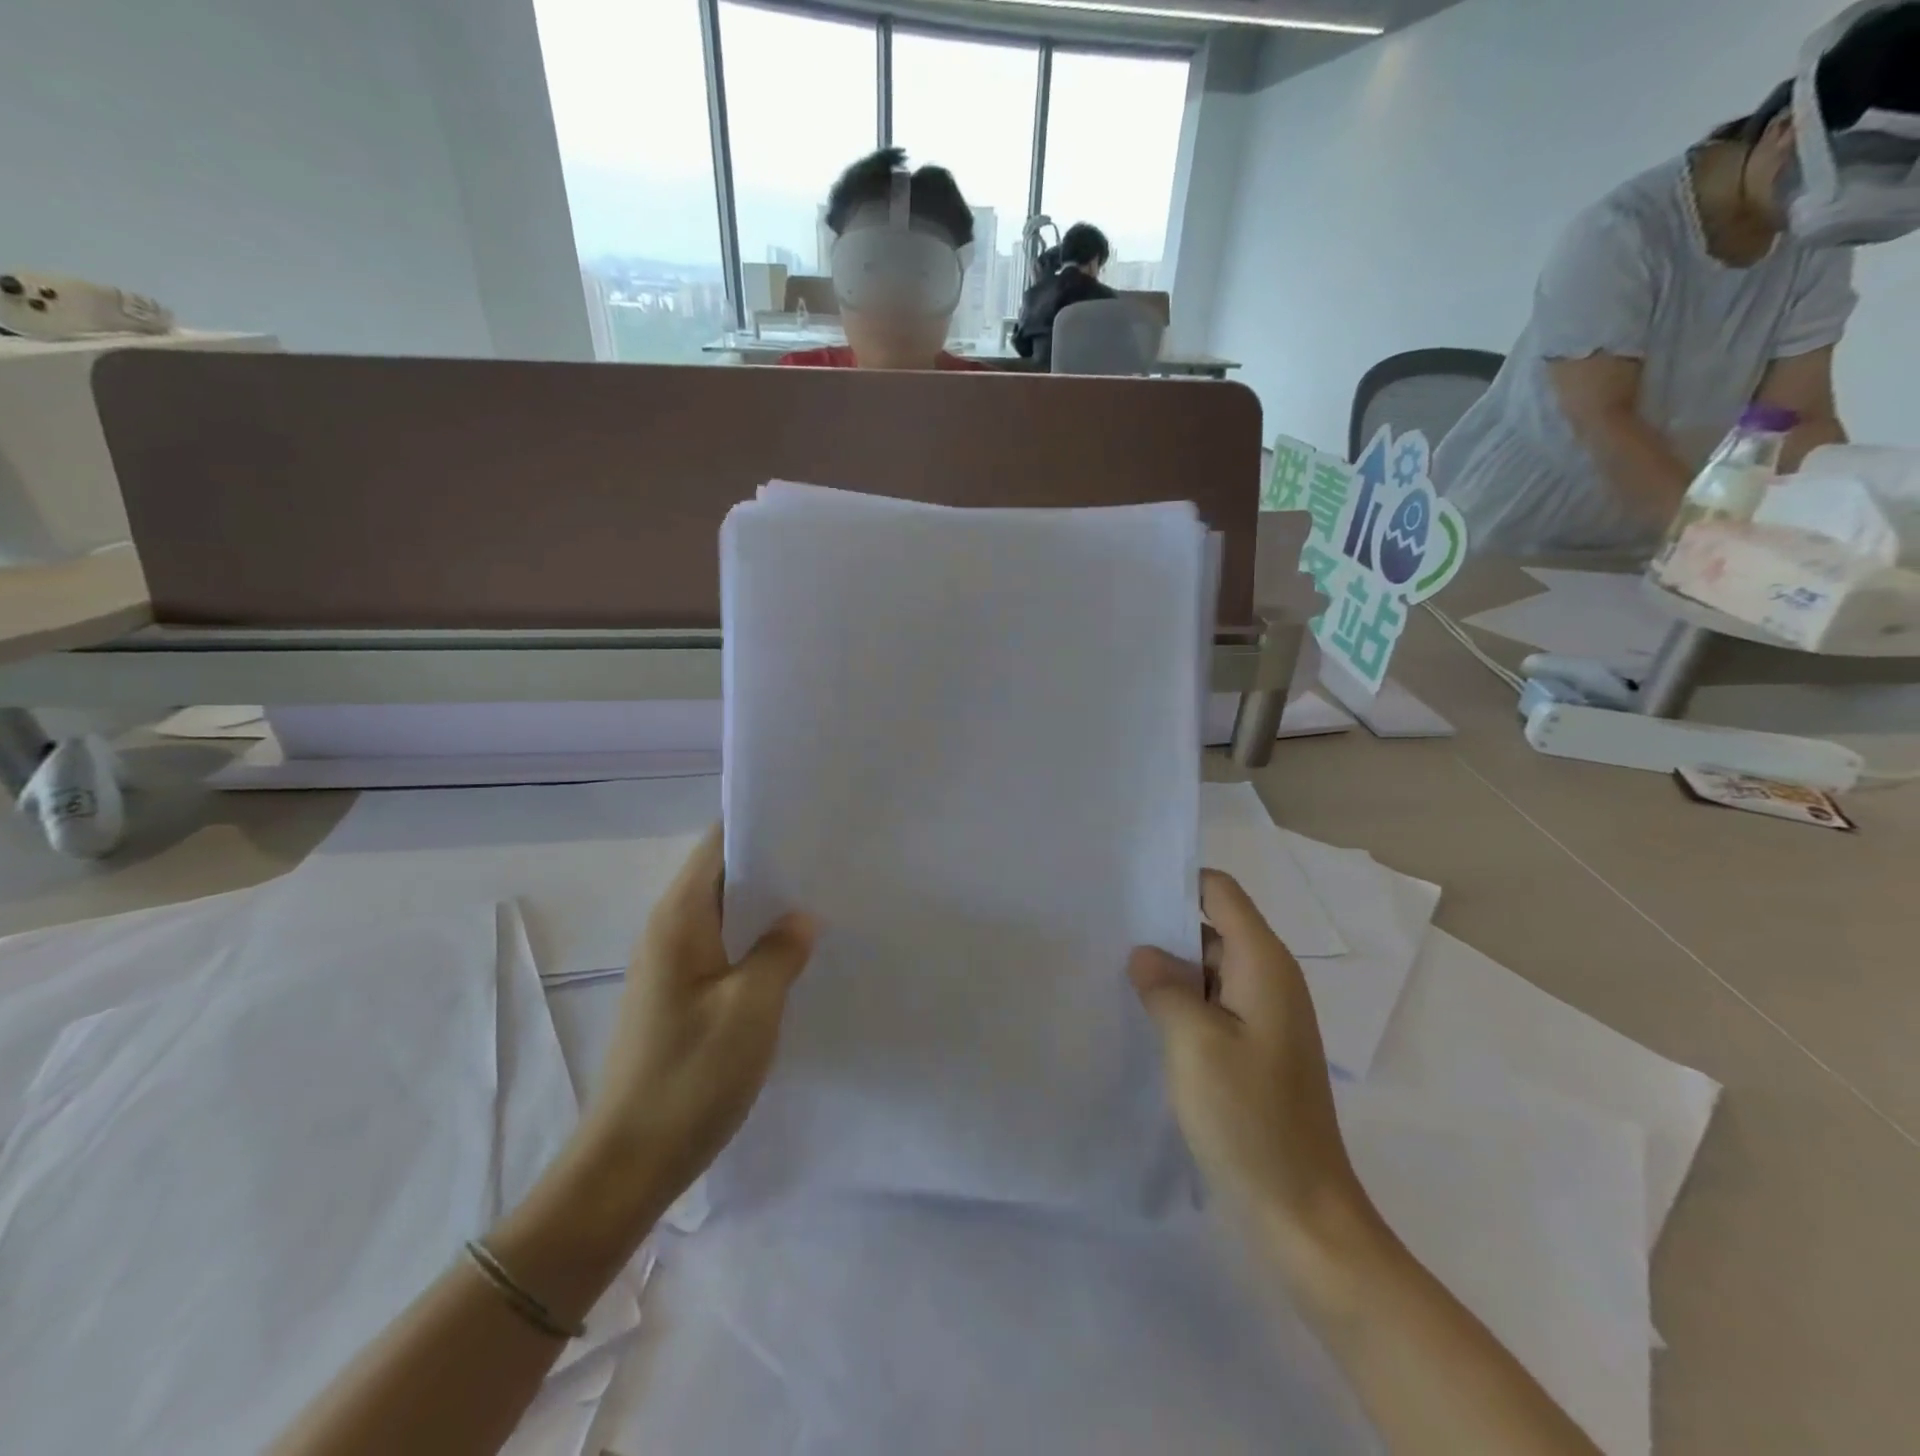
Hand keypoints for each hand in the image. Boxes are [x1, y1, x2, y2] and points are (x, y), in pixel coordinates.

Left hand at [575, 824, 815, 1218]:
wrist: (628, 1164)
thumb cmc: (690, 1077)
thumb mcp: (752, 1007)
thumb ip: (781, 950)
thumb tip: (803, 916)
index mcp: (679, 917)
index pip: (719, 843)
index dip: (763, 824)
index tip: (813, 820)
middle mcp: (669, 929)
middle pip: (723, 873)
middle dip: (774, 862)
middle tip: (831, 860)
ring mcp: (672, 963)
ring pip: (725, 912)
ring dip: (768, 904)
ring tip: (823, 898)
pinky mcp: (680, 994)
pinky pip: (724, 946)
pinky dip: (757, 939)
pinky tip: (794, 952)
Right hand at [1130, 870, 1372, 1261]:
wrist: (1302, 1219)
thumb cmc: (1250, 1122)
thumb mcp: (1194, 1044)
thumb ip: (1164, 987)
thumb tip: (1144, 954)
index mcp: (1264, 965)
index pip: (1220, 892)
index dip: (1176, 881)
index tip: (1125, 887)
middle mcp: (1269, 981)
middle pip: (1211, 927)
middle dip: (1162, 926)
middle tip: (1103, 930)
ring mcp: (1262, 1019)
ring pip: (1207, 969)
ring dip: (1166, 969)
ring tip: (1109, 969)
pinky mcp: (1252, 1052)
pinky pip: (1211, 1006)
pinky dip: (1178, 1003)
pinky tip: (1138, 1016)